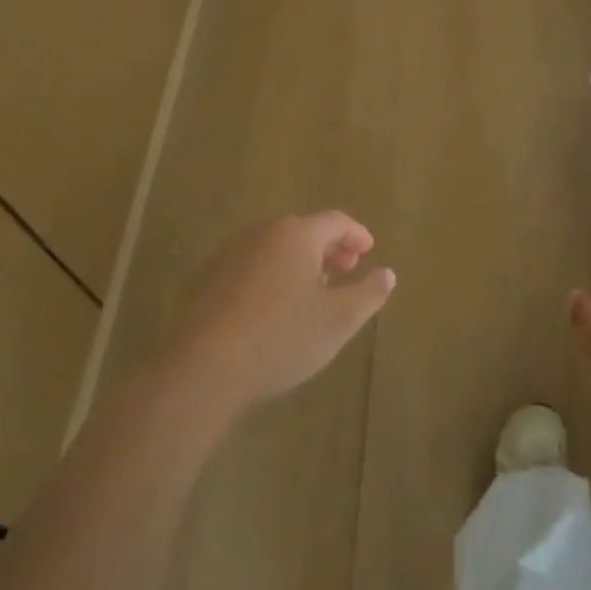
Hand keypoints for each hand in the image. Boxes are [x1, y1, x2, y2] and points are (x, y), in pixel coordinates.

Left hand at [172, 212, 395, 416]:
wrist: (203, 368)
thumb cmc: (281, 337)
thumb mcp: (339, 319)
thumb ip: (369, 293)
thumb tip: (387, 273)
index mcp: (296, 235)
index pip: (336, 221)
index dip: (357, 235)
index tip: (369, 251)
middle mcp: (262, 234)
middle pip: (304, 231)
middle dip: (330, 248)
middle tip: (346, 269)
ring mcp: (230, 255)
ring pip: (277, 249)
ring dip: (301, 263)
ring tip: (315, 291)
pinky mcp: (209, 281)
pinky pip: (254, 267)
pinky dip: (275, 276)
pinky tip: (278, 308)